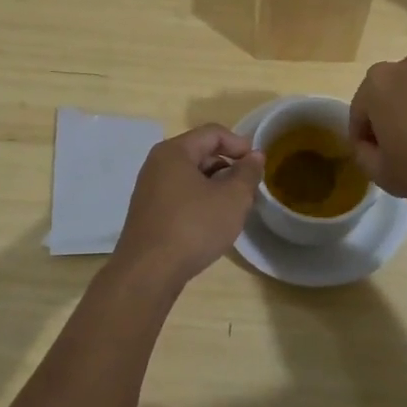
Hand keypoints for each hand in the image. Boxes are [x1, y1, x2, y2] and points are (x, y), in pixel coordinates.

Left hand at [112, 125, 264, 286]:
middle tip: (249, 187)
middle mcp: (157, 164)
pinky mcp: (148, 212)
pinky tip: (212, 221)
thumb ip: (247, 173)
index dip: (239, 144)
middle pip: (200, 152)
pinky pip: (180, 194)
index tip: (258, 164)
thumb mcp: (232, 199)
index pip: (212, 133)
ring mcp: (149, 189)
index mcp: (174, 152)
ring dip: (215, 185)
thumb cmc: (193, 227)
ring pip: (190, 176)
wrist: (148, 272)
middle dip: (228, 166)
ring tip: (234, 206)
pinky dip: (200, 199)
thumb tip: (254, 156)